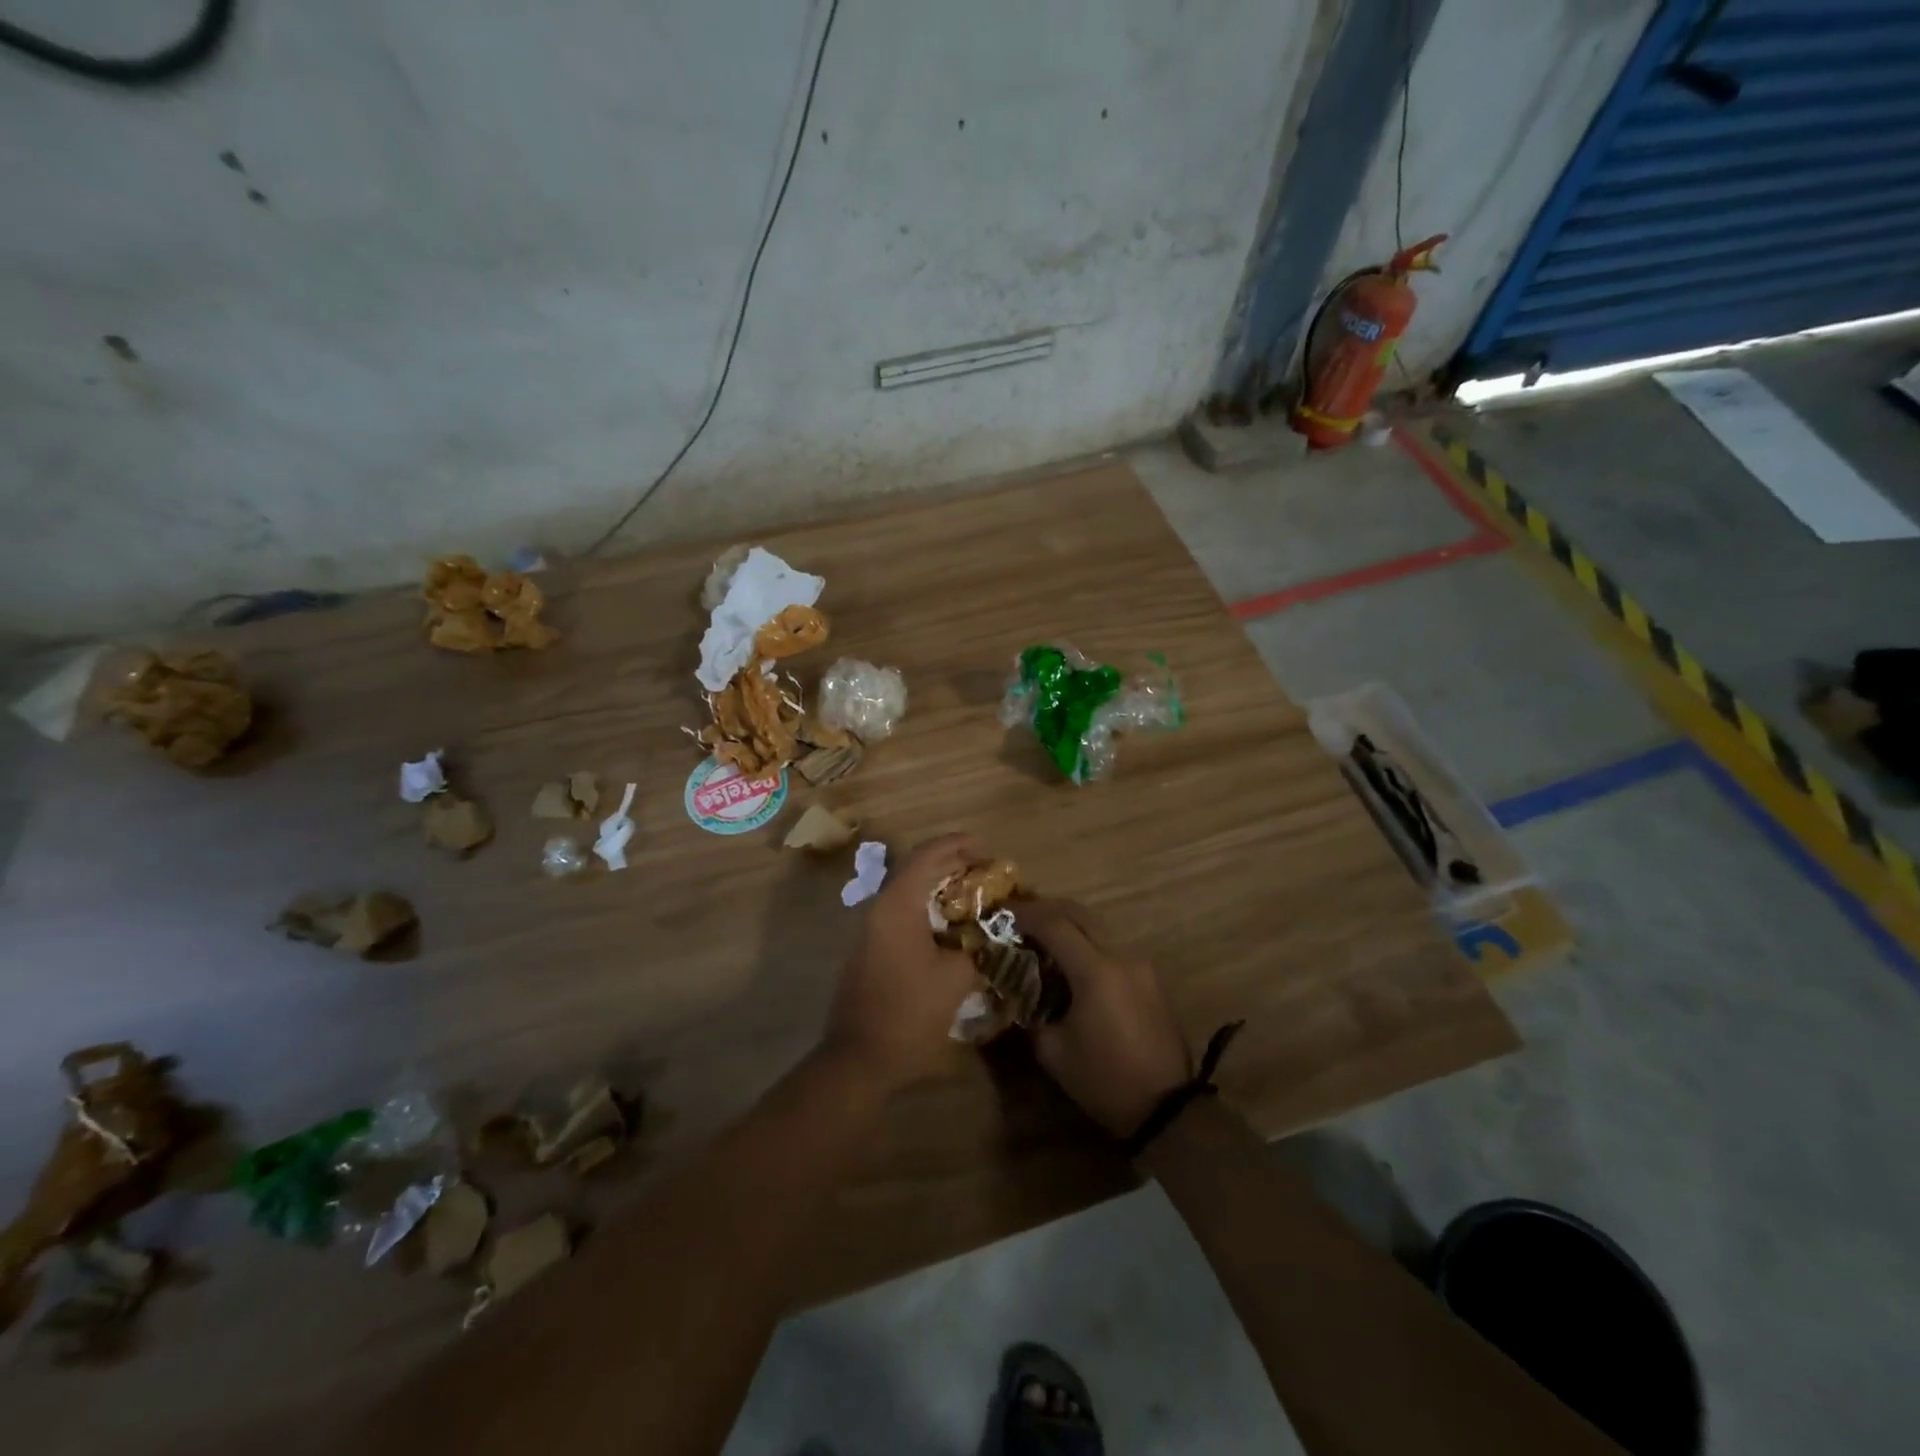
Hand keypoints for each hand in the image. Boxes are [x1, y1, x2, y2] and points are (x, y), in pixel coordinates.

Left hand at [824, 834, 986, 1094]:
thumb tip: (990, 935)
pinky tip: (953, 927)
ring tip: (976, 896)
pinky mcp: (871, 949)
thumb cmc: (909, 1013)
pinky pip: (904, 914)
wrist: (859, 1058)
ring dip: (941, 889)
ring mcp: (872, 929)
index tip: (986, 846)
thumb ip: (977, 947)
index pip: (928, 855)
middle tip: (987, 871)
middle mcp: (881, 908)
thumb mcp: (956, 978)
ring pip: (910, 892)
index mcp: (898, 905)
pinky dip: (930, 910)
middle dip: (953, 864)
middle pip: (918, 869)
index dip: (958, 844)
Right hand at [1020, 899, 1191, 1138]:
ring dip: (1070, 928)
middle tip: (1020, 917)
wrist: (1167, 1109)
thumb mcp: (1053, 1052)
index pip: (1055, 924)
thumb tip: (1019, 996)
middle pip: (1080, 914)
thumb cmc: (1104, 1079)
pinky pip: (1112, 951)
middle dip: (1048, 909)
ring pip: (1099, 930)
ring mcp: (1140, 967)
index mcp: (1095, 970)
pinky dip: (1088, 947)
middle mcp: (1120, 957)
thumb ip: (1031, 1014)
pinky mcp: (1150, 981)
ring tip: (1044, 942)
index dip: (1025, 914)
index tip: (1002, 913)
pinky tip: (1073, 968)